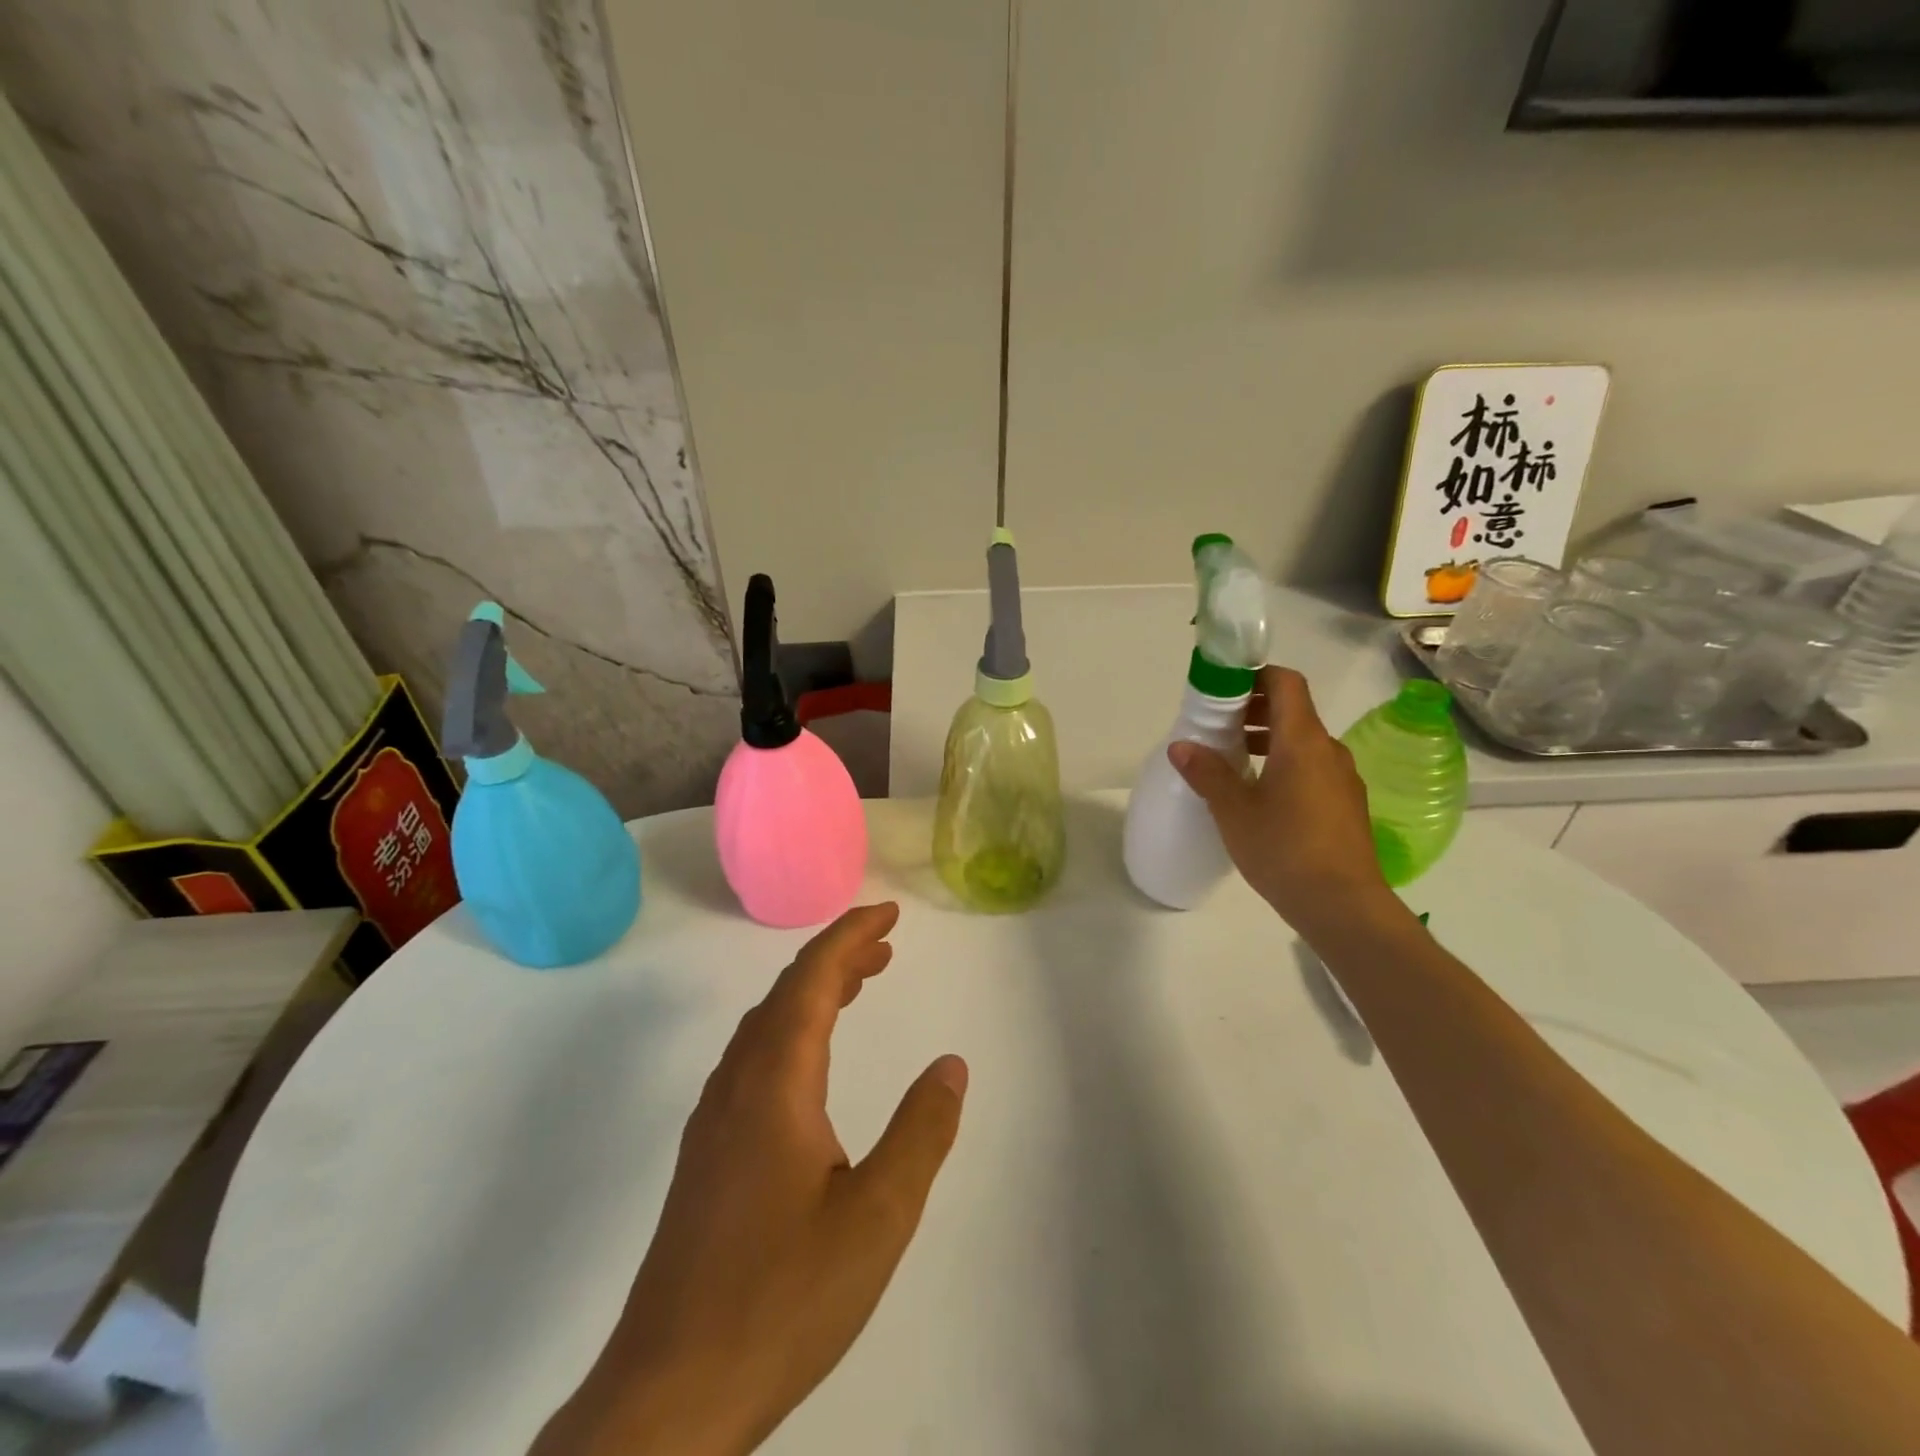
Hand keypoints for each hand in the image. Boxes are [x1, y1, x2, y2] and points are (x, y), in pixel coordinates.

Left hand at [533, 903, 966, 1455]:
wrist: (667, 1398)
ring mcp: (714, 1122)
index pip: (811, 980)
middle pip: (786, 994)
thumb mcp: (876, 1219)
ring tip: (859, 986)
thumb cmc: (780, 1301)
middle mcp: (737, 1087)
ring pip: (765, 1027)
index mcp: (775, 1085)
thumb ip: (920, 1134)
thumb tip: (951, 1065)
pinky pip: (753, 1060)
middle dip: (837, 958)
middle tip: (885, 946)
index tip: (889, 914)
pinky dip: (792, 1032)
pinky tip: (809, 1066)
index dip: (850, 937)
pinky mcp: (706, 1156)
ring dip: (812, 993)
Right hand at [1169, 665, 1395, 939]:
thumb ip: (1207, 773)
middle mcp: (1328, 750)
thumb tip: (1180, 746)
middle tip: (1217, 725)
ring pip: (1302, 741)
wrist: (1343, 905)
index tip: (1223, 688)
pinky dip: (1284, 763)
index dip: (1256, 675)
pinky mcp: (1346, 803)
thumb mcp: (1234, 811)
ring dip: (1268, 739)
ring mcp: (1342, 777)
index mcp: (1302, 741)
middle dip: (1254, 709)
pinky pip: (1312, 766)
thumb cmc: (1284, 850)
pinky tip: (1260, 794)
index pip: (1286, 683)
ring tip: (1232, 760)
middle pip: (1293, 710)